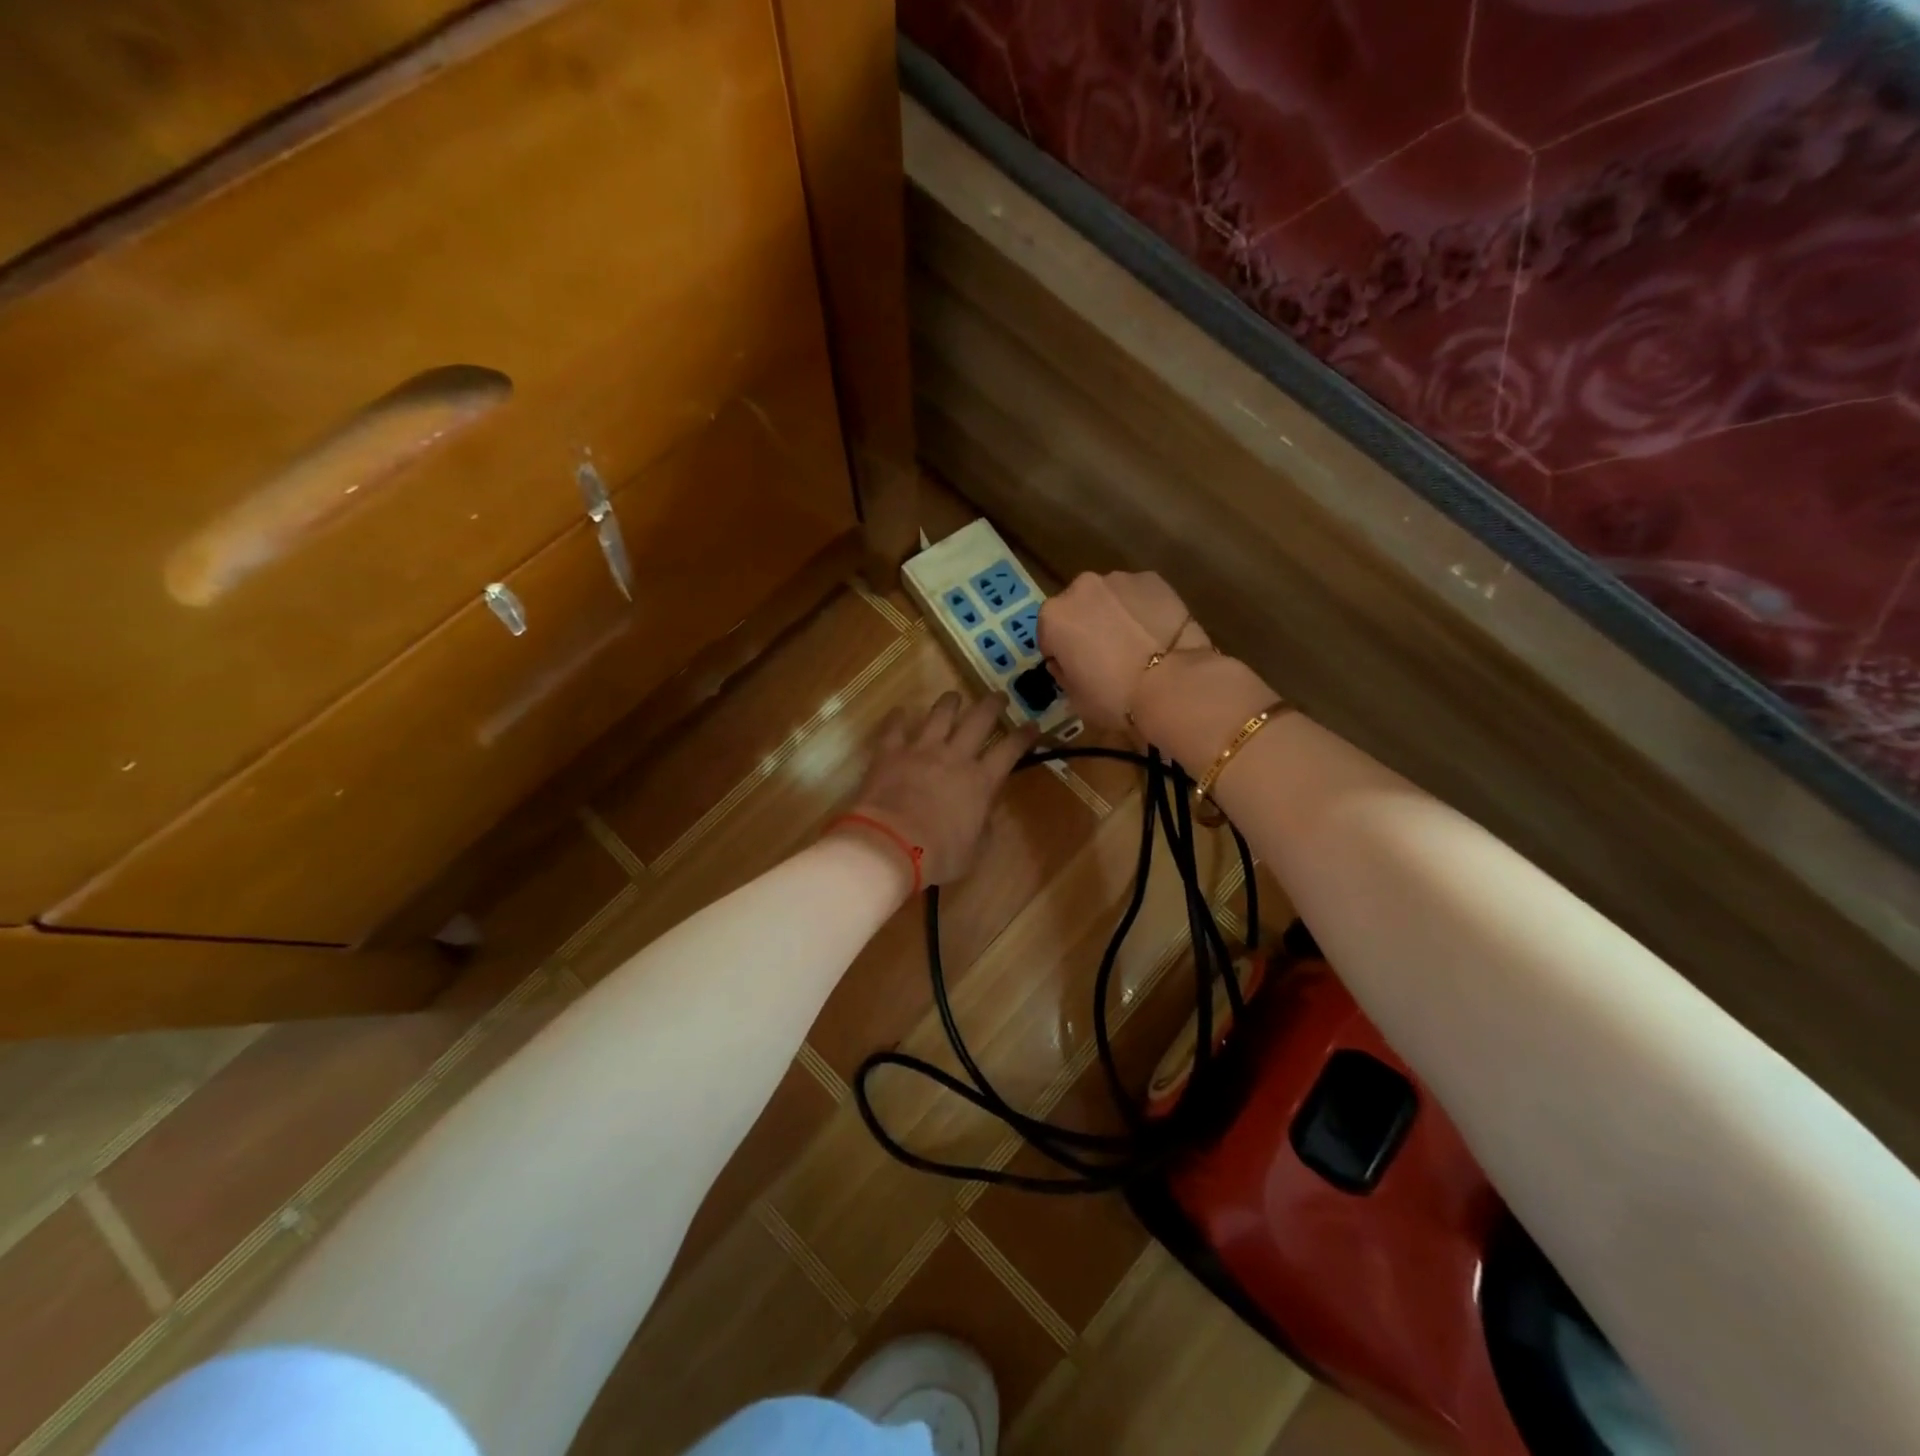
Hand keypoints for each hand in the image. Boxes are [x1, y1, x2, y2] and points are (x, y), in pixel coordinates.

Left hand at [841, 692, 1037, 885]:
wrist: (890, 845)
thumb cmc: (938, 854)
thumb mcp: (974, 850)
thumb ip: (983, 827)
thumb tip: (984, 814)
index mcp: (981, 781)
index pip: (1010, 750)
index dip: (1024, 735)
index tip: (1032, 725)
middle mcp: (955, 756)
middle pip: (979, 720)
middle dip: (992, 705)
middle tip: (998, 696)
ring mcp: (921, 749)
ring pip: (940, 714)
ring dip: (950, 703)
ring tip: (954, 696)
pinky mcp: (890, 752)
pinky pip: (895, 727)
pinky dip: (898, 717)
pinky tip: (901, 711)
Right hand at [1038, 571, 1212, 731]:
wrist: (1174, 684)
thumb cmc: (1115, 697)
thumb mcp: (1075, 697)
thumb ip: (1064, 673)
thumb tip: (1069, 662)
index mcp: (1054, 616)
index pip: (1049, 634)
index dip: (1062, 654)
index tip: (1078, 669)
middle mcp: (1081, 587)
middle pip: (1077, 608)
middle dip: (1086, 626)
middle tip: (1106, 655)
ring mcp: (1119, 579)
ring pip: (1108, 598)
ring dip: (1113, 615)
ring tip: (1135, 644)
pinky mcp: (1153, 579)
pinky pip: (1138, 595)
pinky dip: (1141, 609)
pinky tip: (1154, 634)